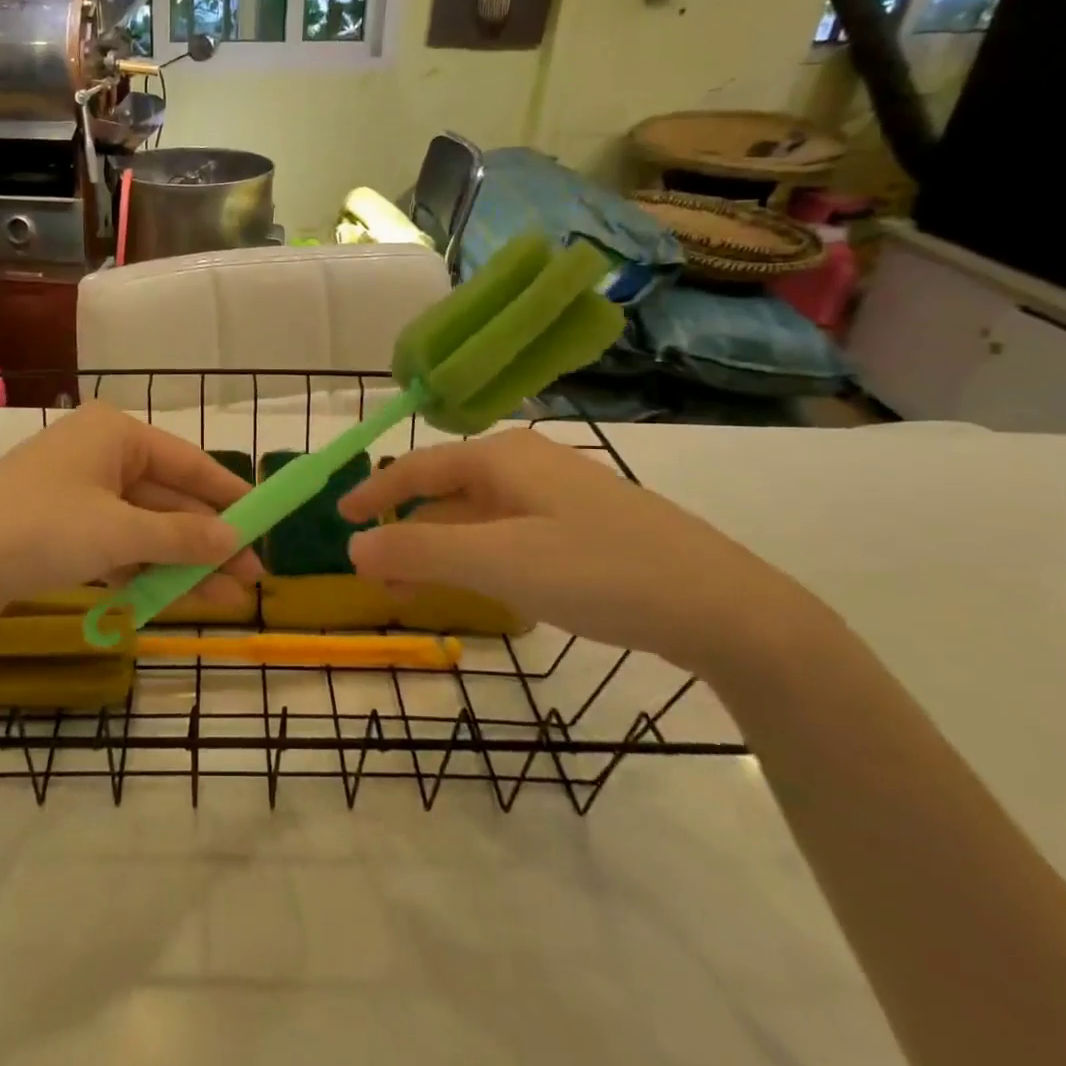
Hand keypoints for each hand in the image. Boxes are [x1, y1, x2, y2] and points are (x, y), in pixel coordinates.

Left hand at [0, 403, 260, 640]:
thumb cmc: (40, 529)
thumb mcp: (119, 532)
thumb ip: (182, 535)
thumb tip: (235, 540)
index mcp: (115, 433)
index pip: (189, 462)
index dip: (230, 496)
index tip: (265, 523)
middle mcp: (99, 453)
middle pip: (168, 498)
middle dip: (207, 541)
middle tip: (250, 579)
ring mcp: (77, 492)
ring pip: (143, 526)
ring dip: (180, 562)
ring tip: (223, 600)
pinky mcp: (59, 527)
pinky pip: (115, 544)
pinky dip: (142, 569)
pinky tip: (173, 598)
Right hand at [338, 429, 815, 679]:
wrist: (724, 607)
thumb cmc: (598, 571)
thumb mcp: (496, 561)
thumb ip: (418, 550)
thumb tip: (352, 547)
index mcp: (503, 457)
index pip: (418, 467)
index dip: (375, 492)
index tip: (340, 518)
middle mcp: (528, 464)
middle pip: (447, 490)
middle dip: (407, 527)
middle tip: (378, 571)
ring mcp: (560, 495)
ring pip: (479, 514)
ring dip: (442, 545)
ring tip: (418, 586)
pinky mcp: (585, 527)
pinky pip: (510, 532)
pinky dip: (479, 555)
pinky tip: (483, 585)